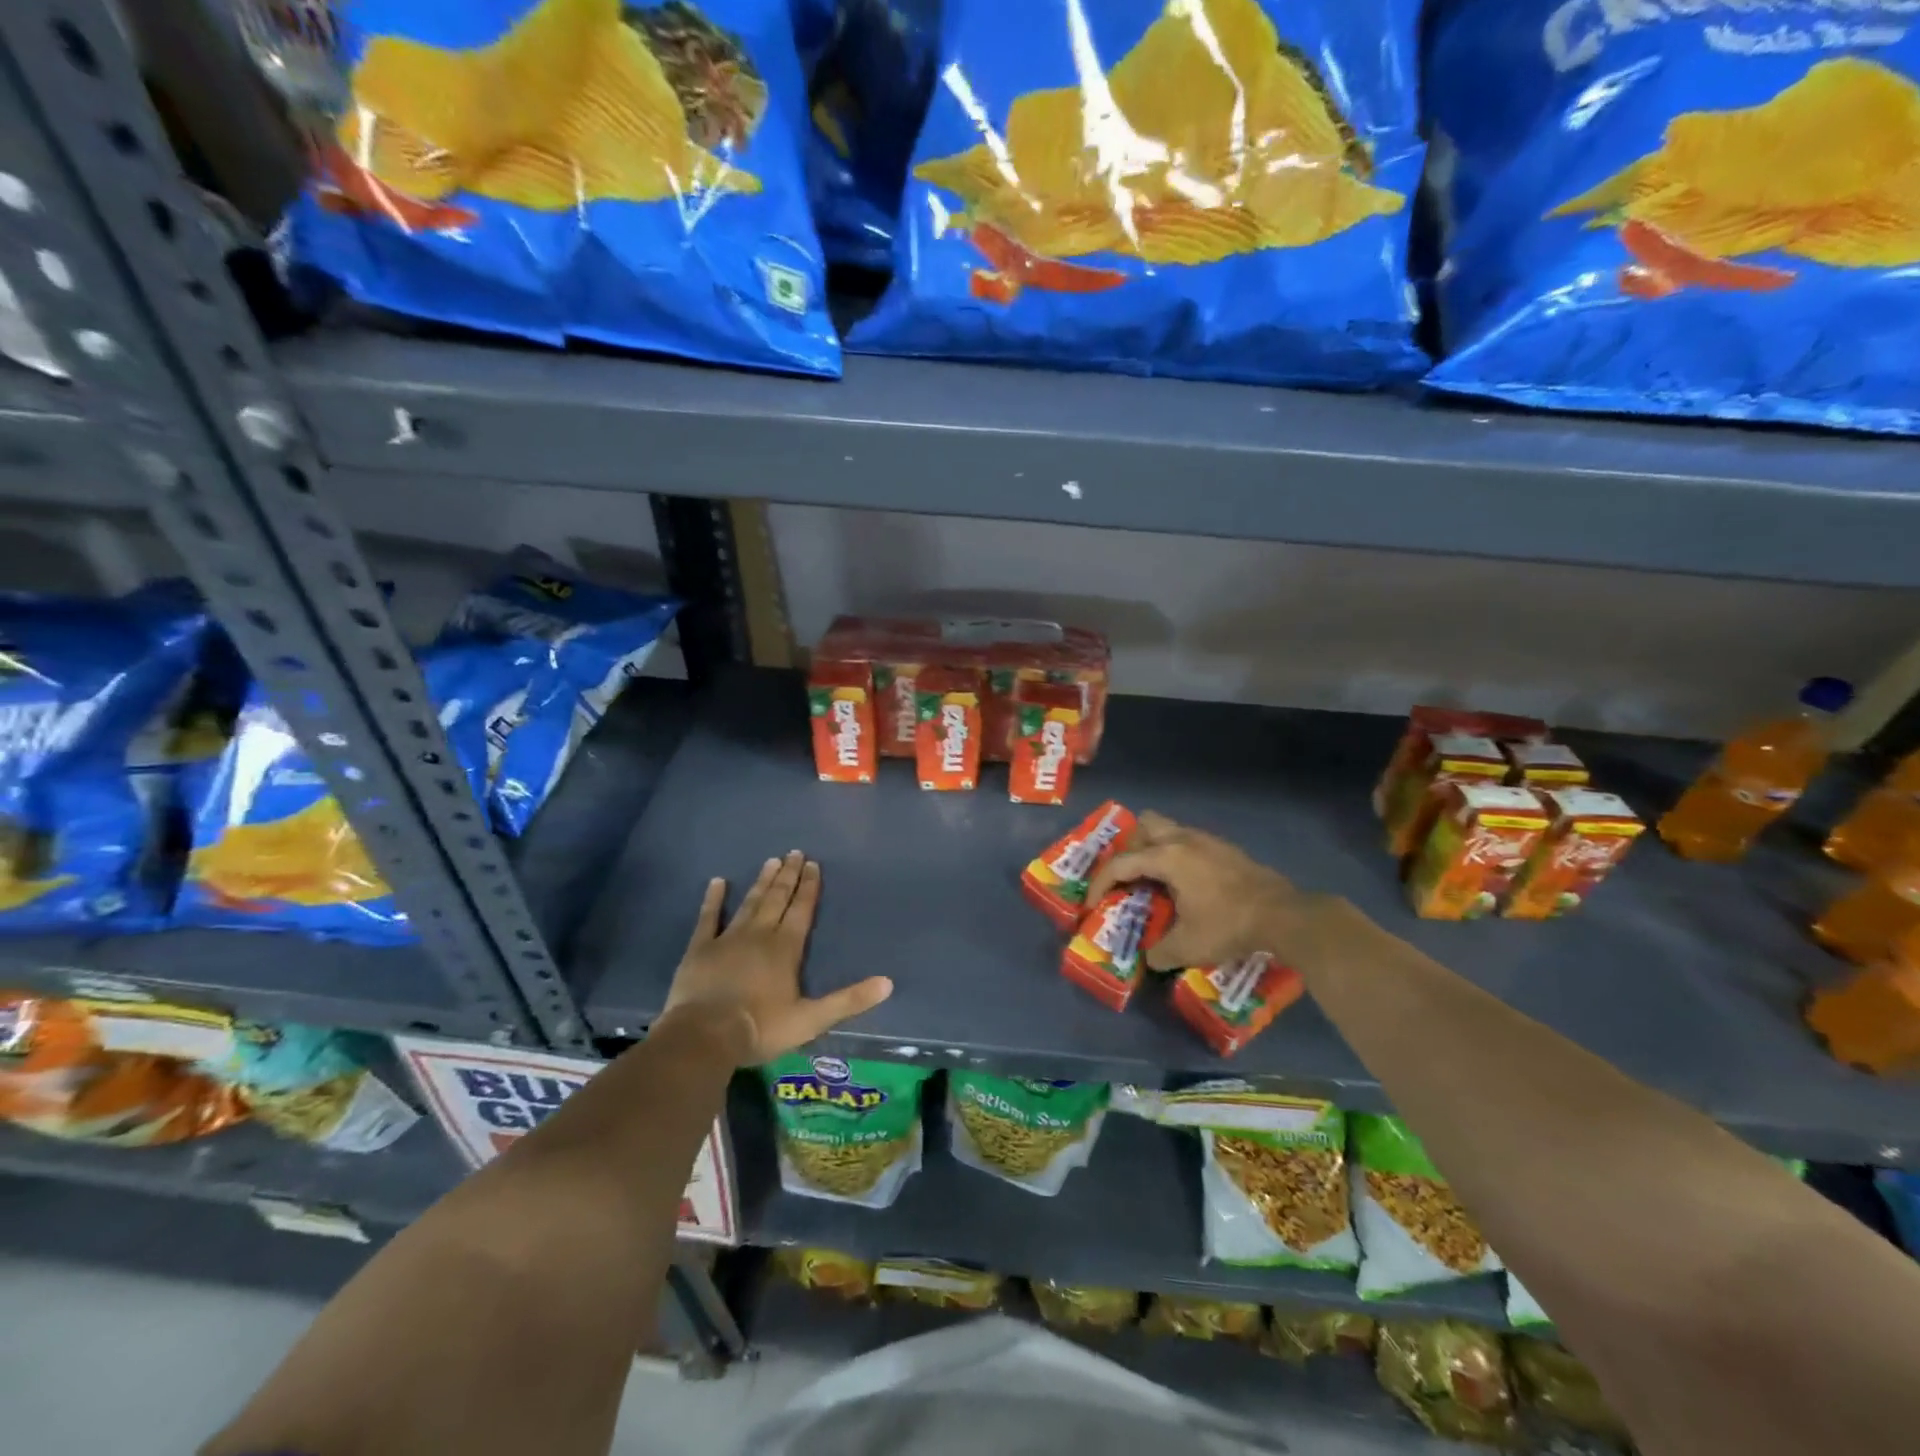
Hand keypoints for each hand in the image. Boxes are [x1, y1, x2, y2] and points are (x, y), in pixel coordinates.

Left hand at [661, 852, 891, 1065]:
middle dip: (788, 876)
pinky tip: (717, 882)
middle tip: (794, 852)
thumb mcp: (811, 1020)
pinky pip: (708, 918)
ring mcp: (727, 938)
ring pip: (749, 902)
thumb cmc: (760, 1028)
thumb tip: (888, 983)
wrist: (703, 1037)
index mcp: (786, 948)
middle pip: (777, 899)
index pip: (802, 910)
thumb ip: (849, 1000)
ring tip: (771, 861)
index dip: (809, 887)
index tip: (813, 864)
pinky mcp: (700, 949)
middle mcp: (759, 934)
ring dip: (762, 882)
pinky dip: (713, 899)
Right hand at [1086, 811, 1314, 970]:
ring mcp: (1207, 841)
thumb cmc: (1228, 925)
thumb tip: (1149, 958)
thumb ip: (1160, 952)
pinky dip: (1178, 856)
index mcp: (1167, 857)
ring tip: (1154, 879)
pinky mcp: (1226, 849)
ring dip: (1154, 849)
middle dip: (1129, 848)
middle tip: (1128, 877)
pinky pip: (1189, 841)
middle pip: (1143, 826)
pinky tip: (1186, 884)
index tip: (1092, 903)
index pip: (1121, 863)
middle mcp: (1184, 840)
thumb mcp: (1188, 947)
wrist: (1284, 916)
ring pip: (1169, 829)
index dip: (1100, 883)